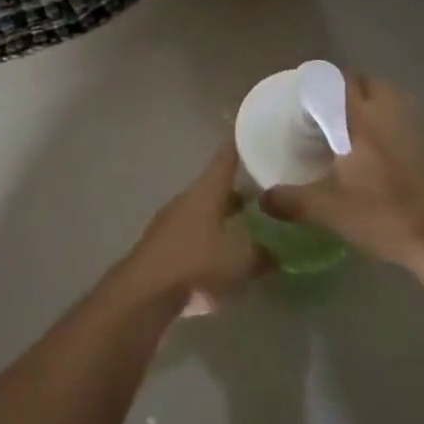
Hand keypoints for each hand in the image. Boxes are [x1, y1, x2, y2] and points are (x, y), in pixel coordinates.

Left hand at [121, 143, 267, 317]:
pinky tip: (225, 251)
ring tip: (249, 221)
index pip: (225, 158)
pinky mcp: (165, 243)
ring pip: (205, 209)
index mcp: (206, 191)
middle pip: (216, 185)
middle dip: (239, 186)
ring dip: (225, 212)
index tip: (252, 132)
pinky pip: (195, 231)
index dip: (239, 145)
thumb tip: (278, 251)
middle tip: (264, 187)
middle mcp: (188, 198)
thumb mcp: (240, 261)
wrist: (146, 291)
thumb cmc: (196, 264)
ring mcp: (173, 219)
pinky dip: (212, 234)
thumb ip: (263, 254)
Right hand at [261, 74, 423, 271]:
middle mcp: (391, 112)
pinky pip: (410, 120)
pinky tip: (388, 156)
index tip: (307, 99)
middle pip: (369, 83)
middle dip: (349, 90)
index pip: (338, 81)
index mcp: (360, 118)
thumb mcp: (331, 212)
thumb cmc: (387, 217)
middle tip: (331, 114)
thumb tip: (261, 199)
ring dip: (374, 105)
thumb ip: (292, 201)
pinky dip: (395, 126)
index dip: (321, 83)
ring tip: (358, 132)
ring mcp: (420, 126)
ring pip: (393, 98)